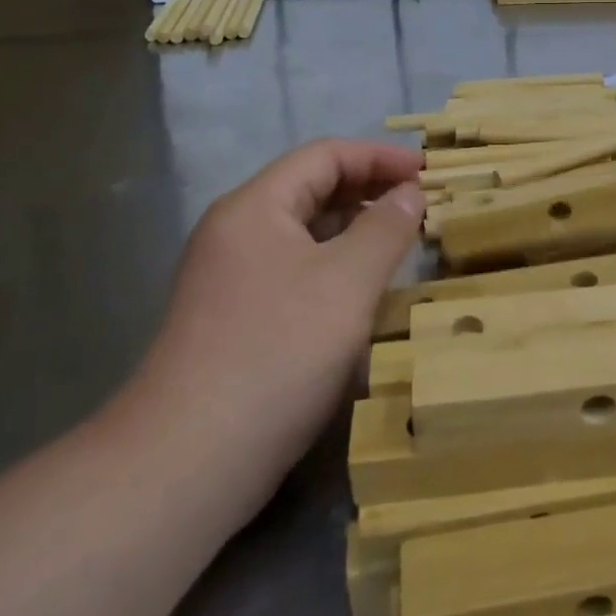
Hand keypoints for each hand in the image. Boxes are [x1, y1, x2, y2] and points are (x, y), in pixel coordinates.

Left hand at [121, 140, 424, 480]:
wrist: (189, 460)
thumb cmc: (277, 353)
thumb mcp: (347, 282)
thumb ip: (385, 227)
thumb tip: (409, 191)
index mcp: (254, 207)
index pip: (324, 155)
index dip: (379, 157)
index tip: (427, 172)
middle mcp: (236, 232)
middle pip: (311, 189)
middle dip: (369, 190)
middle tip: (421, 205)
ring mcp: (230, 278)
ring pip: (303, 234)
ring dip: (354, 230)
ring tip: (402, 243)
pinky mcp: (235, 319)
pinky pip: (294, 271)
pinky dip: (334, 267)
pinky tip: (363, 292)